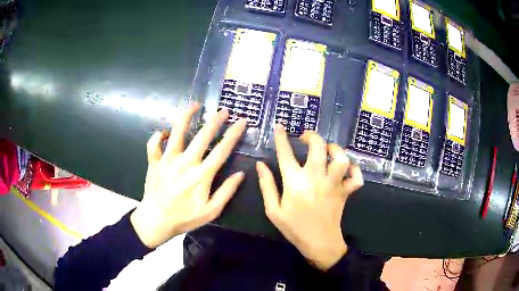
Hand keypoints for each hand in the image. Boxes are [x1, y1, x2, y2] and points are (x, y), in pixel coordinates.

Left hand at [131, 103, 246, 247]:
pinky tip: (165, 132)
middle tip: (223, 110)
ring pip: (177, 132)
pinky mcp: (154, 162)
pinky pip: (154, 143)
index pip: (221, 150)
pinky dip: (158, 135)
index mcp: (201, 176)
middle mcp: (185, 163)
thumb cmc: (185, 218)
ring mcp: (167, 160)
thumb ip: (226, 192)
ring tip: (195, 105)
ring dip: (186, 116)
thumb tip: (240, 174)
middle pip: (202, 136)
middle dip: (215, 120)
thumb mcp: (211, 211)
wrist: (156, 220)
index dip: (233, 134)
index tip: (241, 121)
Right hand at [256, 125, 363, 270]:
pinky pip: (356, 177)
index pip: (286, 154)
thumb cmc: (294, 228)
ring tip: (328, 151)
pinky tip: (347, 169)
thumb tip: (260, 165)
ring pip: (341, 158)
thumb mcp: (273, 211)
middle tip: (306, 138)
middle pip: (318, 147)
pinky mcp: (346, 192)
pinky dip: (354, 170)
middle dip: (312, 136)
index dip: (281, 137)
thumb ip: (266, 186)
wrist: (319, 244)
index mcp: (295, 183)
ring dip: (335, 149)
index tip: (280, 126)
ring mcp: (334, 185)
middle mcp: (316, 179)